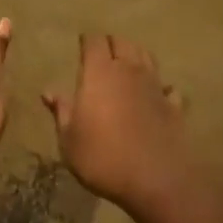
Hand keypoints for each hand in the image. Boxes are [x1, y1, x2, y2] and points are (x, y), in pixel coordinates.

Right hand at [43, 34, 196, 211]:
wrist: (157, 180)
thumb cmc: (104, 158)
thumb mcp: (70, 140)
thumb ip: (62, 112)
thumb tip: (49, 92)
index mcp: (100, 73)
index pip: (94, 41)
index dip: (87, 41)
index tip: (82, 47)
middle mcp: (128, 70)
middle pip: (122, 42)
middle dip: (111, 44)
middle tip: (102, 55)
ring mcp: (154, 85)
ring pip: (146, 56)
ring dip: (135, 56)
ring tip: (127, 66)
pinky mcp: (173, 105)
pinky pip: (167, 86)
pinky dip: (161, 86)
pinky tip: (158, 94)